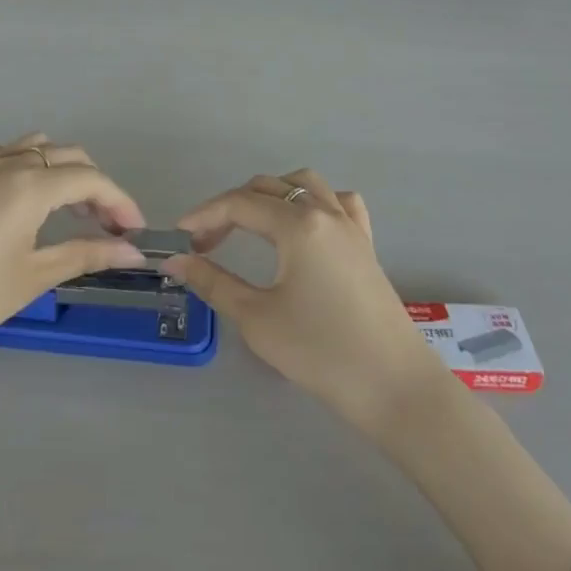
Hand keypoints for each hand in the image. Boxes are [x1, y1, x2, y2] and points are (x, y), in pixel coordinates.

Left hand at [0, 134, 145, 393]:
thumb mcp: (32, 278)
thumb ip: (86, 255)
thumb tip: (132, 251)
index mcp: (29, 185)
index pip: (91, 180)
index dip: (120, 202)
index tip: (136, 233)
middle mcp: (8, 164)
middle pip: (69, 158)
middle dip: (97, 188)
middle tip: (111, 229)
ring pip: (40, 150)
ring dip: (66, 173)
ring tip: (76, 214)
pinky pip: (11, 155)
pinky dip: (36, 168)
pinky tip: (35, 202)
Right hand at [163, 171, 449, 434]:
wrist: (394, 387)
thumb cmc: (321, 353)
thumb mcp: (258, 319)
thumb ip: (214, 282)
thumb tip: (176, 260)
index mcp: (297, 224)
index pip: (239, 204)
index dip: (204, 215)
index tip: (178, 237)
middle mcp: (324, 211)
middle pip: (267, 188)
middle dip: (230, 207)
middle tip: (206, 243)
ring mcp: (350, 225)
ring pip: (304, 183)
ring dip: (271, 195)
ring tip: (249, 225)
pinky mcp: (366, 243)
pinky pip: (338, 201)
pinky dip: (314, 201)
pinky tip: (304, 224)